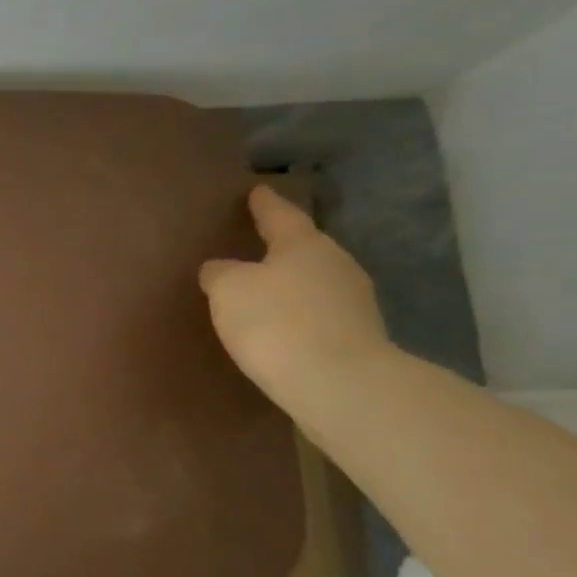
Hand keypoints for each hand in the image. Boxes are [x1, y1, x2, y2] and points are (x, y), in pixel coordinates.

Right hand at [199, 186, 391, 404]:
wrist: (340, 385)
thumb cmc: (277, 323)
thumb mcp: (228, 290)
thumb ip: (220, 273)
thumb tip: (221, 268)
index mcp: (304, 244)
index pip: (279, 214)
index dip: (264, 204)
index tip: (257, 190)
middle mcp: (335, 264)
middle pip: (303, 248)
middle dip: (280, 246)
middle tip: (255, 244)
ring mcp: (353, 302)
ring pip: (313, 282)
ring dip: (290, 284)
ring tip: (263, 290)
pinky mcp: (356, 338)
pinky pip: (318, 315)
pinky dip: (299, 315)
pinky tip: (281, 327)